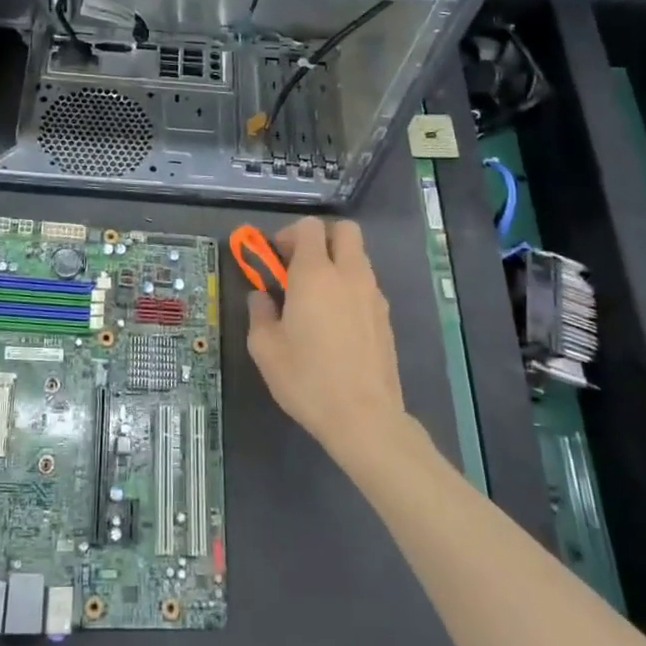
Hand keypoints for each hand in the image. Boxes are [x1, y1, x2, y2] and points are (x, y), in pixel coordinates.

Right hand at [245, 217, 408, 467]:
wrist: (364, 418)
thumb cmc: (307, 379)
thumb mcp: (265, 348)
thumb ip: (259, 313)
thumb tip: (261, 297)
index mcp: (315, 274)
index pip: (309, 227)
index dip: (289, 234)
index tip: (275, 258)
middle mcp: (349, 275)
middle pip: (344, 230)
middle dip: (321, 237)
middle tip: (299, 264)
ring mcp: (373, 295)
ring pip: (358, 257)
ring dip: (337, 262)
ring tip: (315, 297)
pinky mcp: (386, 317)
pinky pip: (366, 285)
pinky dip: (349, 288)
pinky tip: (335, 321)